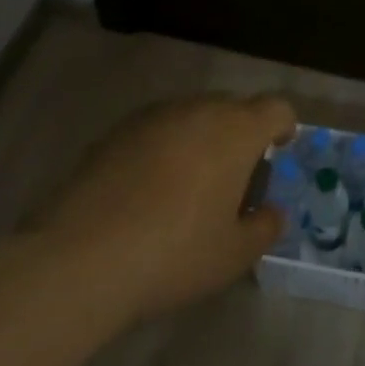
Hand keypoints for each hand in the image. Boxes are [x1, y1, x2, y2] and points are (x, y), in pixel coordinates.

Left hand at [30, 93, 296, 322]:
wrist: (80, 258)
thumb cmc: (174, 253)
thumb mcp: (233, 256)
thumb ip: (264, 228)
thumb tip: (271, 213)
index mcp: (237, 130)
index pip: (277, 108)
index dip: (284, 126)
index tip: (279, 150)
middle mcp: (200, 109)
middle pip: (234, 108)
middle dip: (241, 135)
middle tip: (233, 179)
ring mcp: (155, 116)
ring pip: (193, 116)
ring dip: (201, 140)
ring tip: (188, 186)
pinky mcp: (117, 131)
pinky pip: (157, 129)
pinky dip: (163, 148)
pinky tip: (147, 191)